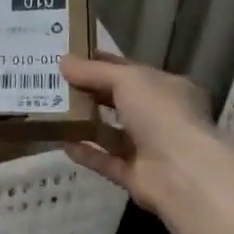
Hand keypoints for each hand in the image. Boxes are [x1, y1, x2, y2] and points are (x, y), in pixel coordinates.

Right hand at [59, 53, 217, 210]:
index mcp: (168, 89)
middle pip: (118, 101)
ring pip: (110, 132)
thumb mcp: (128, 80)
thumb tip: (63, 61)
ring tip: (52, 111)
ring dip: (84, 122)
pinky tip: (61, 142)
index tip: (69, 59)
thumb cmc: (161, 114)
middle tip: (53, 83)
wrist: (182, 172)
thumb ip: (94, 71)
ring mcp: (149, 148)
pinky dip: (85, 152)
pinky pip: (104, 160)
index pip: (130, 71)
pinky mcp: (135, 175)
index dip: (101, 63)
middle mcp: (161, 117)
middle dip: (88, 93)